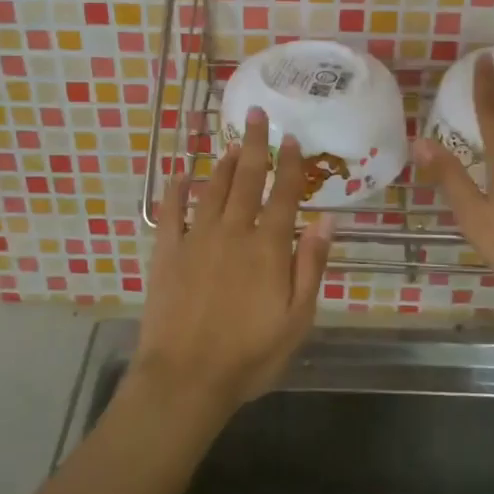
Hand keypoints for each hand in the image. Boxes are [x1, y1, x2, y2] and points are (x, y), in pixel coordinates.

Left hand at [134, 108, 336, 419]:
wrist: (186, 378)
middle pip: (246, 179)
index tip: (293, 139)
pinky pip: (170, 212)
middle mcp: (233, 232)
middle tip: (255, 114)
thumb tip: (327, 220)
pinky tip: (179, 174)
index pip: (283, 195)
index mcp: (268, 248)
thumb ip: (311, 266)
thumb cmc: (249, 355)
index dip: (290, 165)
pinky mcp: (167, 253)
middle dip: (254, 145)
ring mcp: (196, 239)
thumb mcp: (297, 319)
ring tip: (230, 143)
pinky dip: (175, 191)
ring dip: (222, 163)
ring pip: (212, 189)